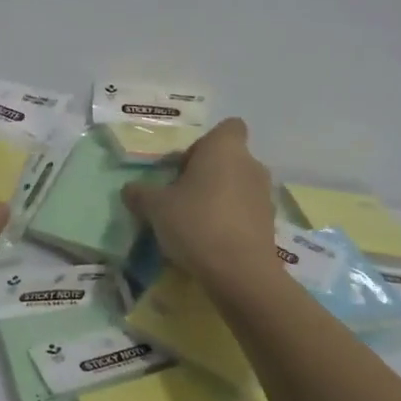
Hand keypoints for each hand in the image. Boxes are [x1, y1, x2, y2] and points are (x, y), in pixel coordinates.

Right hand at [122, 118, 277, 292]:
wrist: (240, 273)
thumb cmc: (196, 222)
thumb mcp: (156, 207)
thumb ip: (141, 194)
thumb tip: (129, 189)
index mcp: (224, 148)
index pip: (228, 127)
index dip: (206, 143)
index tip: (186, 165)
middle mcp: (250, 164)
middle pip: (229, 159)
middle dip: (209, 173)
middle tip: (182, 196)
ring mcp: (265, 195)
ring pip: (239, 186)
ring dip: (220, 198)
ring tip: (195, 222)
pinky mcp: (271, 224)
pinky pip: (246, 212)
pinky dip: (232, 221)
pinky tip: (212, 242)